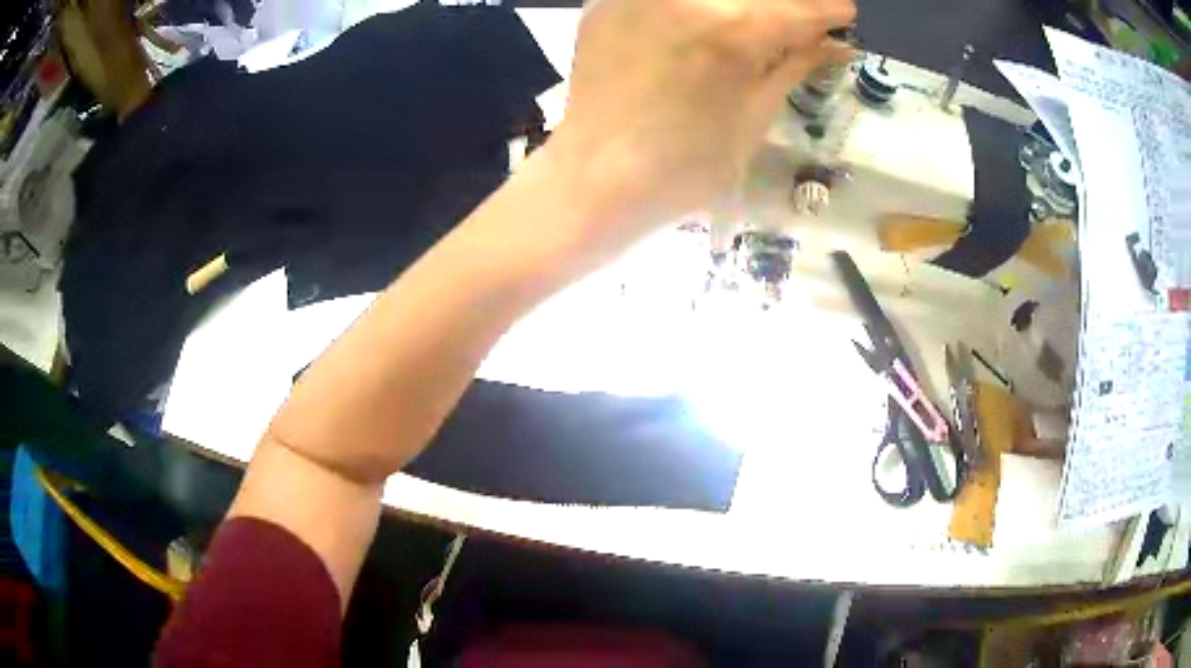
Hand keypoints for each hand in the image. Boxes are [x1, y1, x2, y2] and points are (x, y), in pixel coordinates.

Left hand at [547, 0, 854, 247]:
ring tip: (746, 32)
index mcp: (734, 28)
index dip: (830, 10)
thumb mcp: (754, 117)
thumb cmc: (685, 167)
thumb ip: (794, 64)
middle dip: (786, 5)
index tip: (843, 13)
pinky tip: (698, 25)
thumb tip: (836, 42)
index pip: (801, 7)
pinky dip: (694, 7)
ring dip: (740, 6)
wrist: (595, 178)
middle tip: (795, 23)